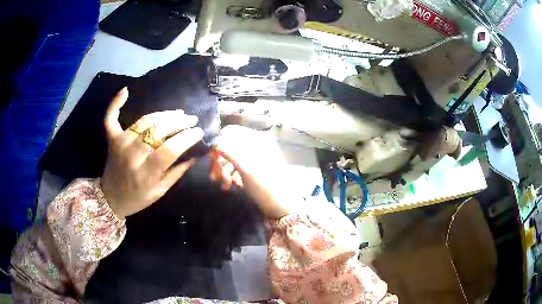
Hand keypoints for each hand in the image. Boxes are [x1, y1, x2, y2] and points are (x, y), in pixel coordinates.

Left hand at [101, 88, 203, 218]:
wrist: (111, 199)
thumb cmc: (138, 198)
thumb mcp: (160, 191)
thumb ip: (177, 172)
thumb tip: (195, 154)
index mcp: (146, 174)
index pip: (169, 150)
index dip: (186, 138)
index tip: (198, 132)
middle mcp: (132, 156)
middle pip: (158, 131)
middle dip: (179, 122)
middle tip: (191, 120)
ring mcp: (120, 144)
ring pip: (144, 121)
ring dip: (163, 114)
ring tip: (178, 113)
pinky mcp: (111, 139)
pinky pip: (111, 118)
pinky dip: (115, 103)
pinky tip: (125, 91)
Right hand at [210, 125, 294, 218]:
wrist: (283, 207)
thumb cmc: (266, 187)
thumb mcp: (246, 169)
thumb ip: (229, 152)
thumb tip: (214, 143)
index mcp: (257, 139)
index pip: (231, 132)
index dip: (218, 143)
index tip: (211, 159)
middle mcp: (256, 144)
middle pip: (230, 145)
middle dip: (220, 161)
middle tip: (214, 176)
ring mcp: (256, 157)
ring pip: (232, 158)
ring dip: (224, 171)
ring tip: (224, 186)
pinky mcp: (254, 168)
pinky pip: (238, 167)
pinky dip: (232, 176)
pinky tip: (231, 186)